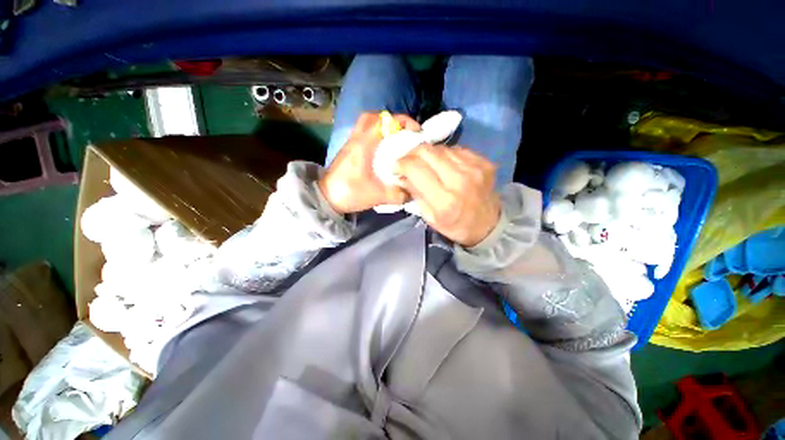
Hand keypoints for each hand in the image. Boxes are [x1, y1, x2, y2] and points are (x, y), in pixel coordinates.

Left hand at [318, 113, 420, 213]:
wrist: (326, 199)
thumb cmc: (349, 193)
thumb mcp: (376, 196)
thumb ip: (397, 194)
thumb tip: (413, 192)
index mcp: (363, 146)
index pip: (383, 122)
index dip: (402, 122)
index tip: (415, 131)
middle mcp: (356, 140)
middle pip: (372, 116)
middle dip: (391, 119)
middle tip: (404, 132)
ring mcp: (350, 144)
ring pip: (366, 123)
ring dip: (383, 126)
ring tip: (396, 139)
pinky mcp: (348, 150)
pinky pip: (363, 133)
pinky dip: (376, 135)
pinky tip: (384, 149)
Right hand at [396, 145, 500, 246]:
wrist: (488, 224)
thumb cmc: (455, 225)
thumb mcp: (430, 218)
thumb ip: (415, 194)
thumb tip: (402, 175)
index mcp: (444, 200)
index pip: (416, 168)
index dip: (401, 164)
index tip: (397, 167)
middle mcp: (460, 179)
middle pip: (427, 151)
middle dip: (411, 154)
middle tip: (408, 162)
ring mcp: (474, 167)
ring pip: (441, 147)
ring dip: (428, 154)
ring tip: (426, 164)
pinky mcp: (483, 161)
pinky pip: (456, 149)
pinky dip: (444, 155)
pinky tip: (444, 164)